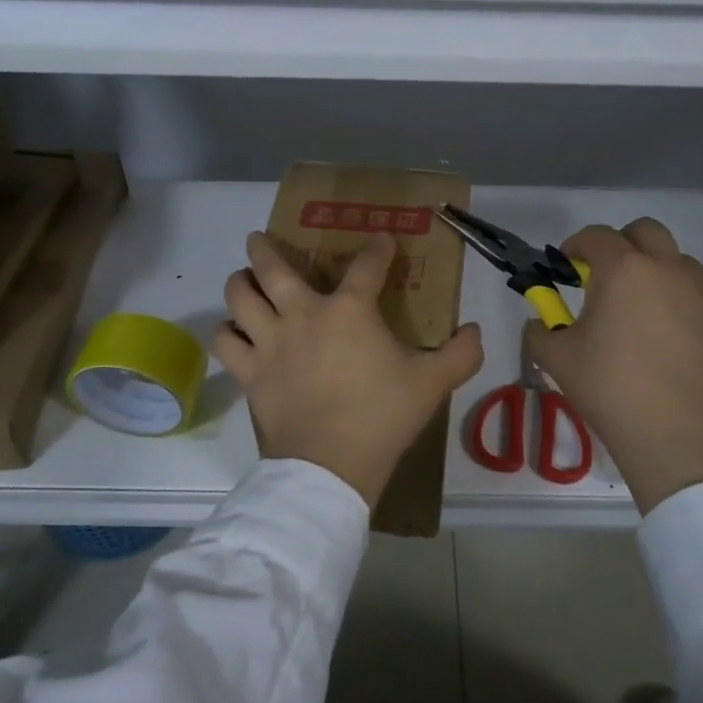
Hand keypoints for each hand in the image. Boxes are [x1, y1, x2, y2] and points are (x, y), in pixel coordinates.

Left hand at [215, 232, 484, 507]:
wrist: (330, 464)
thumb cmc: (382, 416)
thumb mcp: (432, 384)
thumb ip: (460, 354)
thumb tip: (477, 331)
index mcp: (349, 310)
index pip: (367, 265)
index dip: (377, 249)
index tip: (382, 240)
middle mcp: (302, 314)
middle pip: (273, 266)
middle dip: (265, 247)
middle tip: (259, 239)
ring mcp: (270, 342)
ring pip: (239, 296)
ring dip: (240, 282)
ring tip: (243, 280)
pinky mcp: (250, 372)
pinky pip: (225, 341)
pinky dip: (227, 332)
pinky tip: (234, 332)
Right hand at [526, 218, 702, 514]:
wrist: (674, 432)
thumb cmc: (609, 388)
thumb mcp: (555, 358)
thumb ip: (540, 329)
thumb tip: (540, 321)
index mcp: (622, 270)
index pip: (595, 236)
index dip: (576, 246)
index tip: (567, 268)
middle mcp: (667, 269)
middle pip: (647, 231)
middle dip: (623, 244)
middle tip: (608, 277)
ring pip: (682, 262)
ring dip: (661, 273)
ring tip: (648, 309)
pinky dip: (699, 300)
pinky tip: (687, 324)